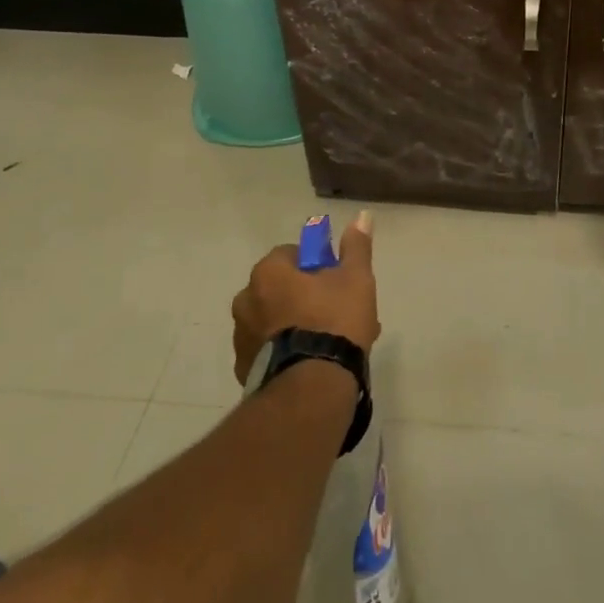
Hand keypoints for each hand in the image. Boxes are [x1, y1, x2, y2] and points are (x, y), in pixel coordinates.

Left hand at [232, 211, 381, 384]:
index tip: (335, 279)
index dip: (316, 264)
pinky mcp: (244, 369)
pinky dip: (287, 350)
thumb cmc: (334, 321)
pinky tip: (313, 363)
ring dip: (296, 324)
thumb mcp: (355, 278)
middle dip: (305, 296)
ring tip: (330, 343)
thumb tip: (361, 215)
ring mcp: (242, 337)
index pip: (290, 255)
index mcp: (268, 273)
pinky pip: (269, 349)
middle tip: (337, 312)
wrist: (313, 386)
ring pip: (275, 319)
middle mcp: (246, 300)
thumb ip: (356, 246)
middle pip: (280, 288)